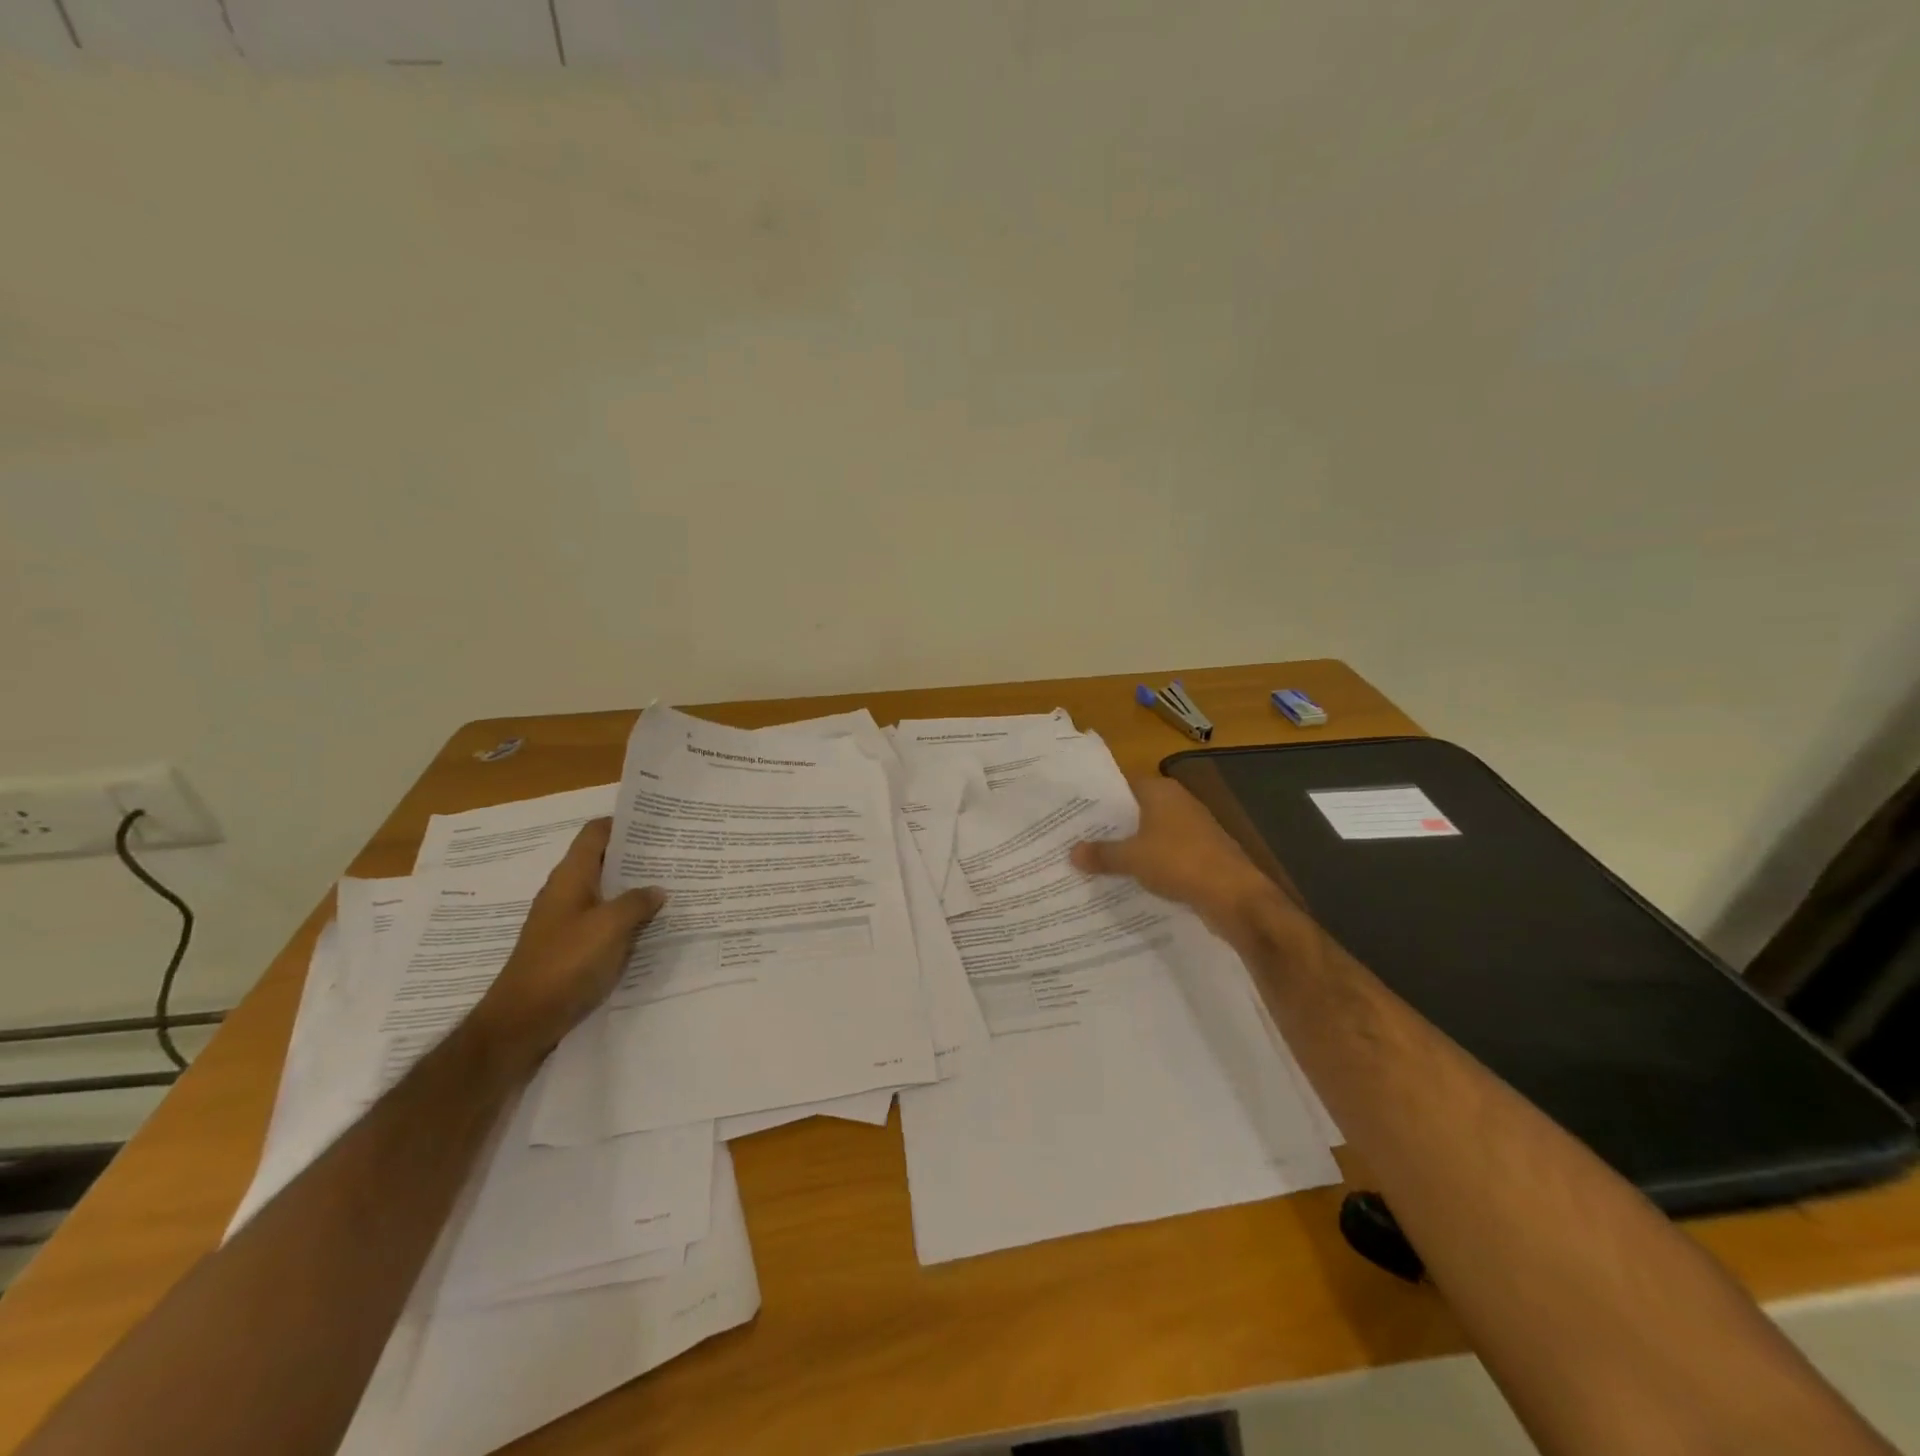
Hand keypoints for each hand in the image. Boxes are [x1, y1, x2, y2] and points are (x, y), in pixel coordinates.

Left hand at [469, 818, 665, 1071]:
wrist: (523, 1022)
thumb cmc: (565, 964)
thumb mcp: (609, 927)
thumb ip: (637, 902)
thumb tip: (658, 889)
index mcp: (570, 877)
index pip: (595, 834)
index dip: (623, 823)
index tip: (658, 822)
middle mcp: (566, 892)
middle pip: (603, 862)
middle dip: (637, 857)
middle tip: (677, 854)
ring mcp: (567, 921)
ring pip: (607, 893)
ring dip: (635, 889)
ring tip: (673, 886)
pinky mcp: (571, 948)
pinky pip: (605, 921)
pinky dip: (627, 918)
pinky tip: (653, 926)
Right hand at [1070, 778, 1281, 938]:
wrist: (1235, 896)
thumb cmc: (1179, 862)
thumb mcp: (1132, 859)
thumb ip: (1101, 854)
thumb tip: (1072, 852)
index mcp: (1161, 791)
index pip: (1122, 785)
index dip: (1099, 799)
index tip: (1074, 813)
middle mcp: (1178, 803)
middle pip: (1136, 810)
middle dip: (1111, 826)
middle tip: (1077, 839)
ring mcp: (1192, 829)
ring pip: (1150, 834)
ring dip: (1130, 847)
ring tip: (1095, 861)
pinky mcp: (1201, 854)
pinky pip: (1165, 854)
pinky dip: (1149, 863)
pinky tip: (1128, 879)